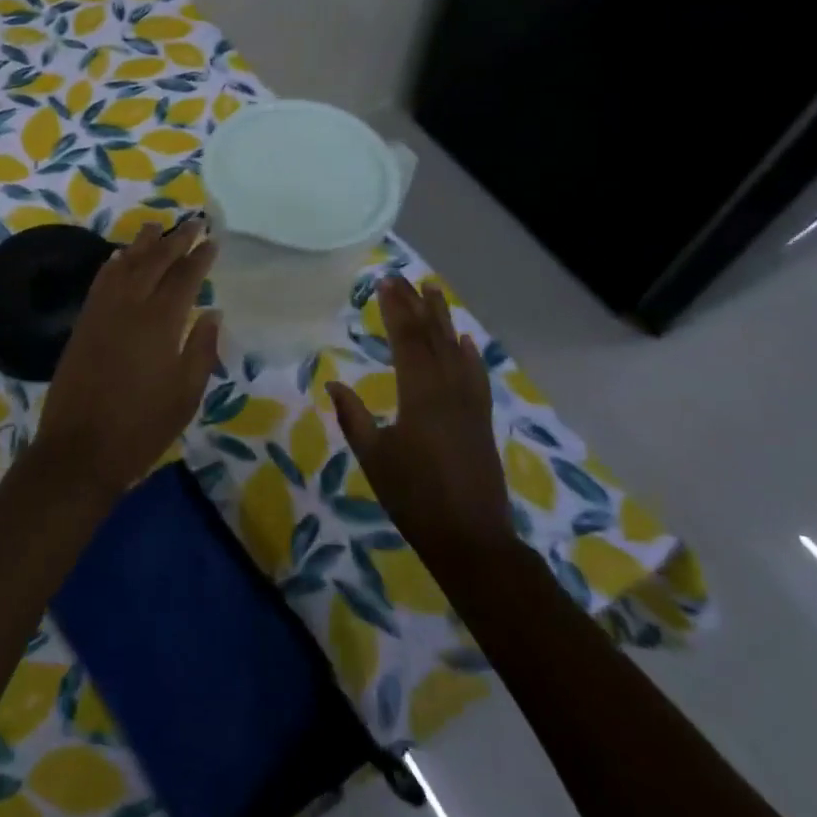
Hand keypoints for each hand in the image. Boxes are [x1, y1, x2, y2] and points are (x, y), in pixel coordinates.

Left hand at [35, 218, 221, 497]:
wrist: (80, 450)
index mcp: (161, 321)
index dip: (200, 257)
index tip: (212, 240)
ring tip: (156, 227)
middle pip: (155, 262)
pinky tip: (119, 256)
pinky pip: (100, 282)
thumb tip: (213, 313)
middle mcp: (130, 306)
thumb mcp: (186, 394)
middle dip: (175, 240)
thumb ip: (201, 349)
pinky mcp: (83, 323)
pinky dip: (112, 264)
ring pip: (125, 265)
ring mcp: (102, 312)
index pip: (184, 277)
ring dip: (142, 244)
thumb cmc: (142, 427)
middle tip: (193, 221)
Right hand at [326, 276, 513, 553]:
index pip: (407, 340)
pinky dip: (469, 354)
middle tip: (402, 277)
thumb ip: (353, 417)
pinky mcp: (481, 418)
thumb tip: (334, 382)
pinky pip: (476, 375)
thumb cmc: (414, 497)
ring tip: (433, 291)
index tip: (385, 282)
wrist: (471, 538)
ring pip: (456, 350)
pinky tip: (465, 340)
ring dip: (444, 319)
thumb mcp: (374, 457)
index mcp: (420, 395)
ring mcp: (470, 403)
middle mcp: (449, 389)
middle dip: (416, 305)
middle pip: (432, 337)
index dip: (396, 309)